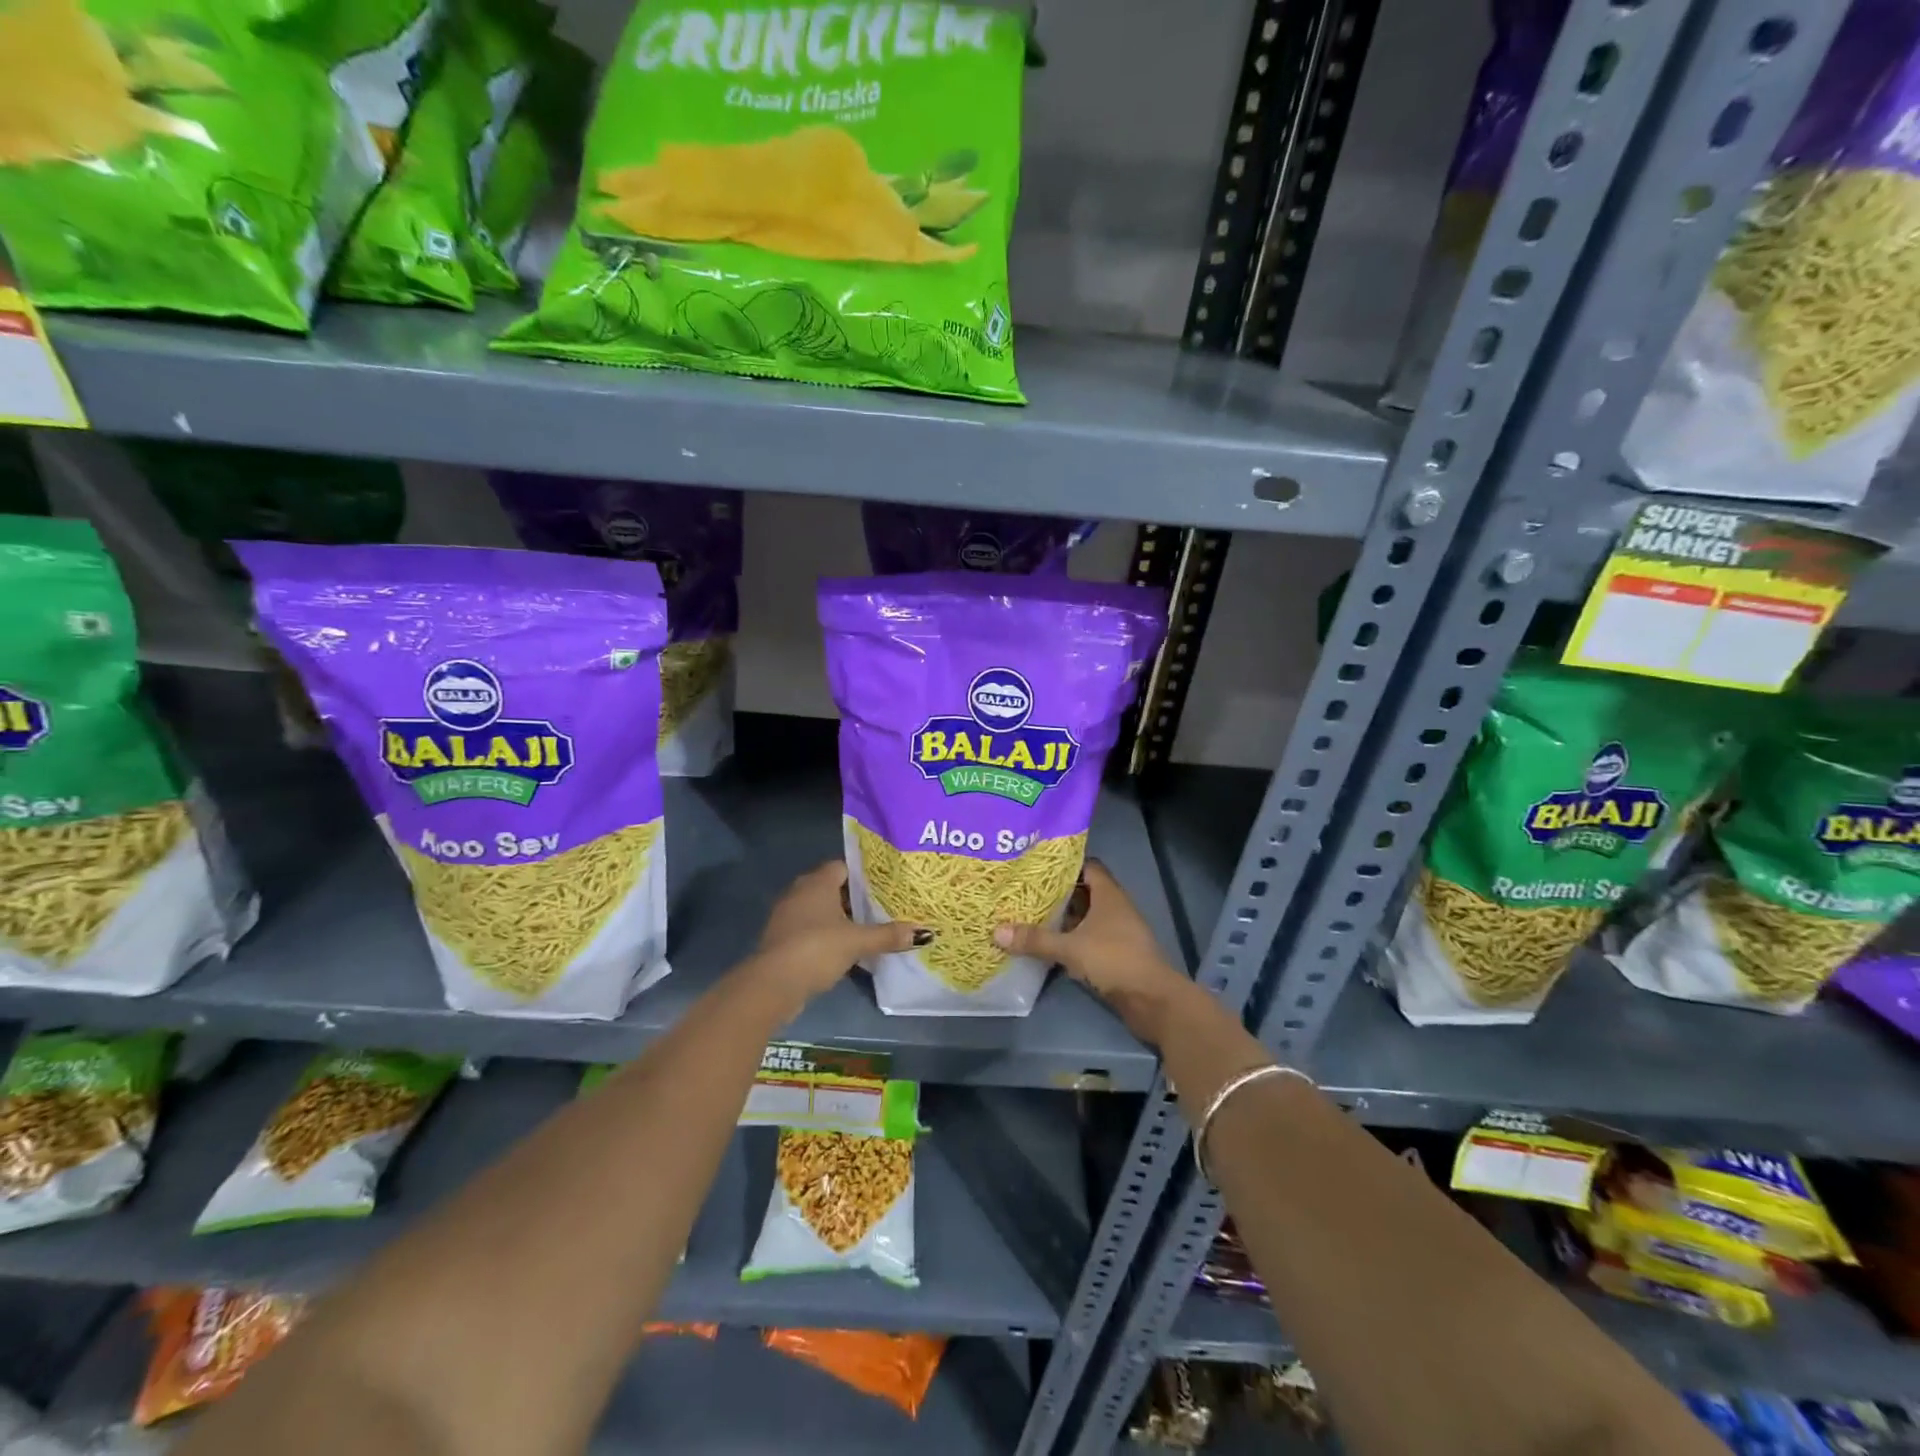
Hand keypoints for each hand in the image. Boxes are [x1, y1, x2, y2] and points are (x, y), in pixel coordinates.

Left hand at [748, 861, 920, 1007]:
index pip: (843, 867)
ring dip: (838, 919)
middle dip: (854, 899)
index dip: (863, 875)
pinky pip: (809, 929)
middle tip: (881, 908)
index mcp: (817, 882)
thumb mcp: (858, 942)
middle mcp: (799, 892)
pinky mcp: (782, 939)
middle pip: (831, 888)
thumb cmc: (817, 949)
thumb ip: (888, 935)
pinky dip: (825, 936)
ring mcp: (787, 916)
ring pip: (819, 910)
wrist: (773, 983)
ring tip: (866, 930)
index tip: (884, 886)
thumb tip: (923, 932)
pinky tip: (843, 950)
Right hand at [994, 861, 1196, 1043]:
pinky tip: (1049, 944)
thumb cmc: (1114, 960)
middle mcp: (1115, 908)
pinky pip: (1089, 938)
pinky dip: (1071, 938)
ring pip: (1085, 917)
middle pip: (1084, 891)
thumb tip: (997, 930)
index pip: (1088, 866)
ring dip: (1063, 918)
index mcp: (1109, 895)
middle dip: (1057, 892)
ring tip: (1030, 914)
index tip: (1038, 865)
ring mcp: (1118, 932)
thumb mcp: (1070, 948)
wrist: (1152, 1000)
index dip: (1065, 863)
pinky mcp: (1116, 954)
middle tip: (1026, 890)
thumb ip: (1035, 939)